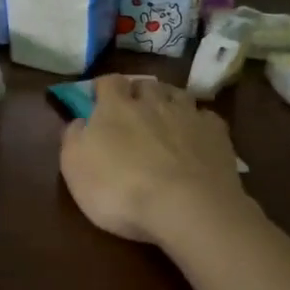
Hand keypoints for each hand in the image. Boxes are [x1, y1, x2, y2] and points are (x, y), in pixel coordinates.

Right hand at [59, 75, 249, 245]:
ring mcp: (188, 116)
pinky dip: (199, 123)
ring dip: (169, 102)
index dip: (103, 88)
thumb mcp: (75, 168)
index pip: (108, 81)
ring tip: (166, 118)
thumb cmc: (120, 189)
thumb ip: (73, 138)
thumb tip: (79, 120)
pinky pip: (206, 118)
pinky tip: (196, 137)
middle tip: (133, 111)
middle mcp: (153, 102)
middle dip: (138, 92)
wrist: (187, 208)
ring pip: (178, 95)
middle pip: (145, 84)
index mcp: (116, 107)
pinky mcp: (217, 134)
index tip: (98, 100)